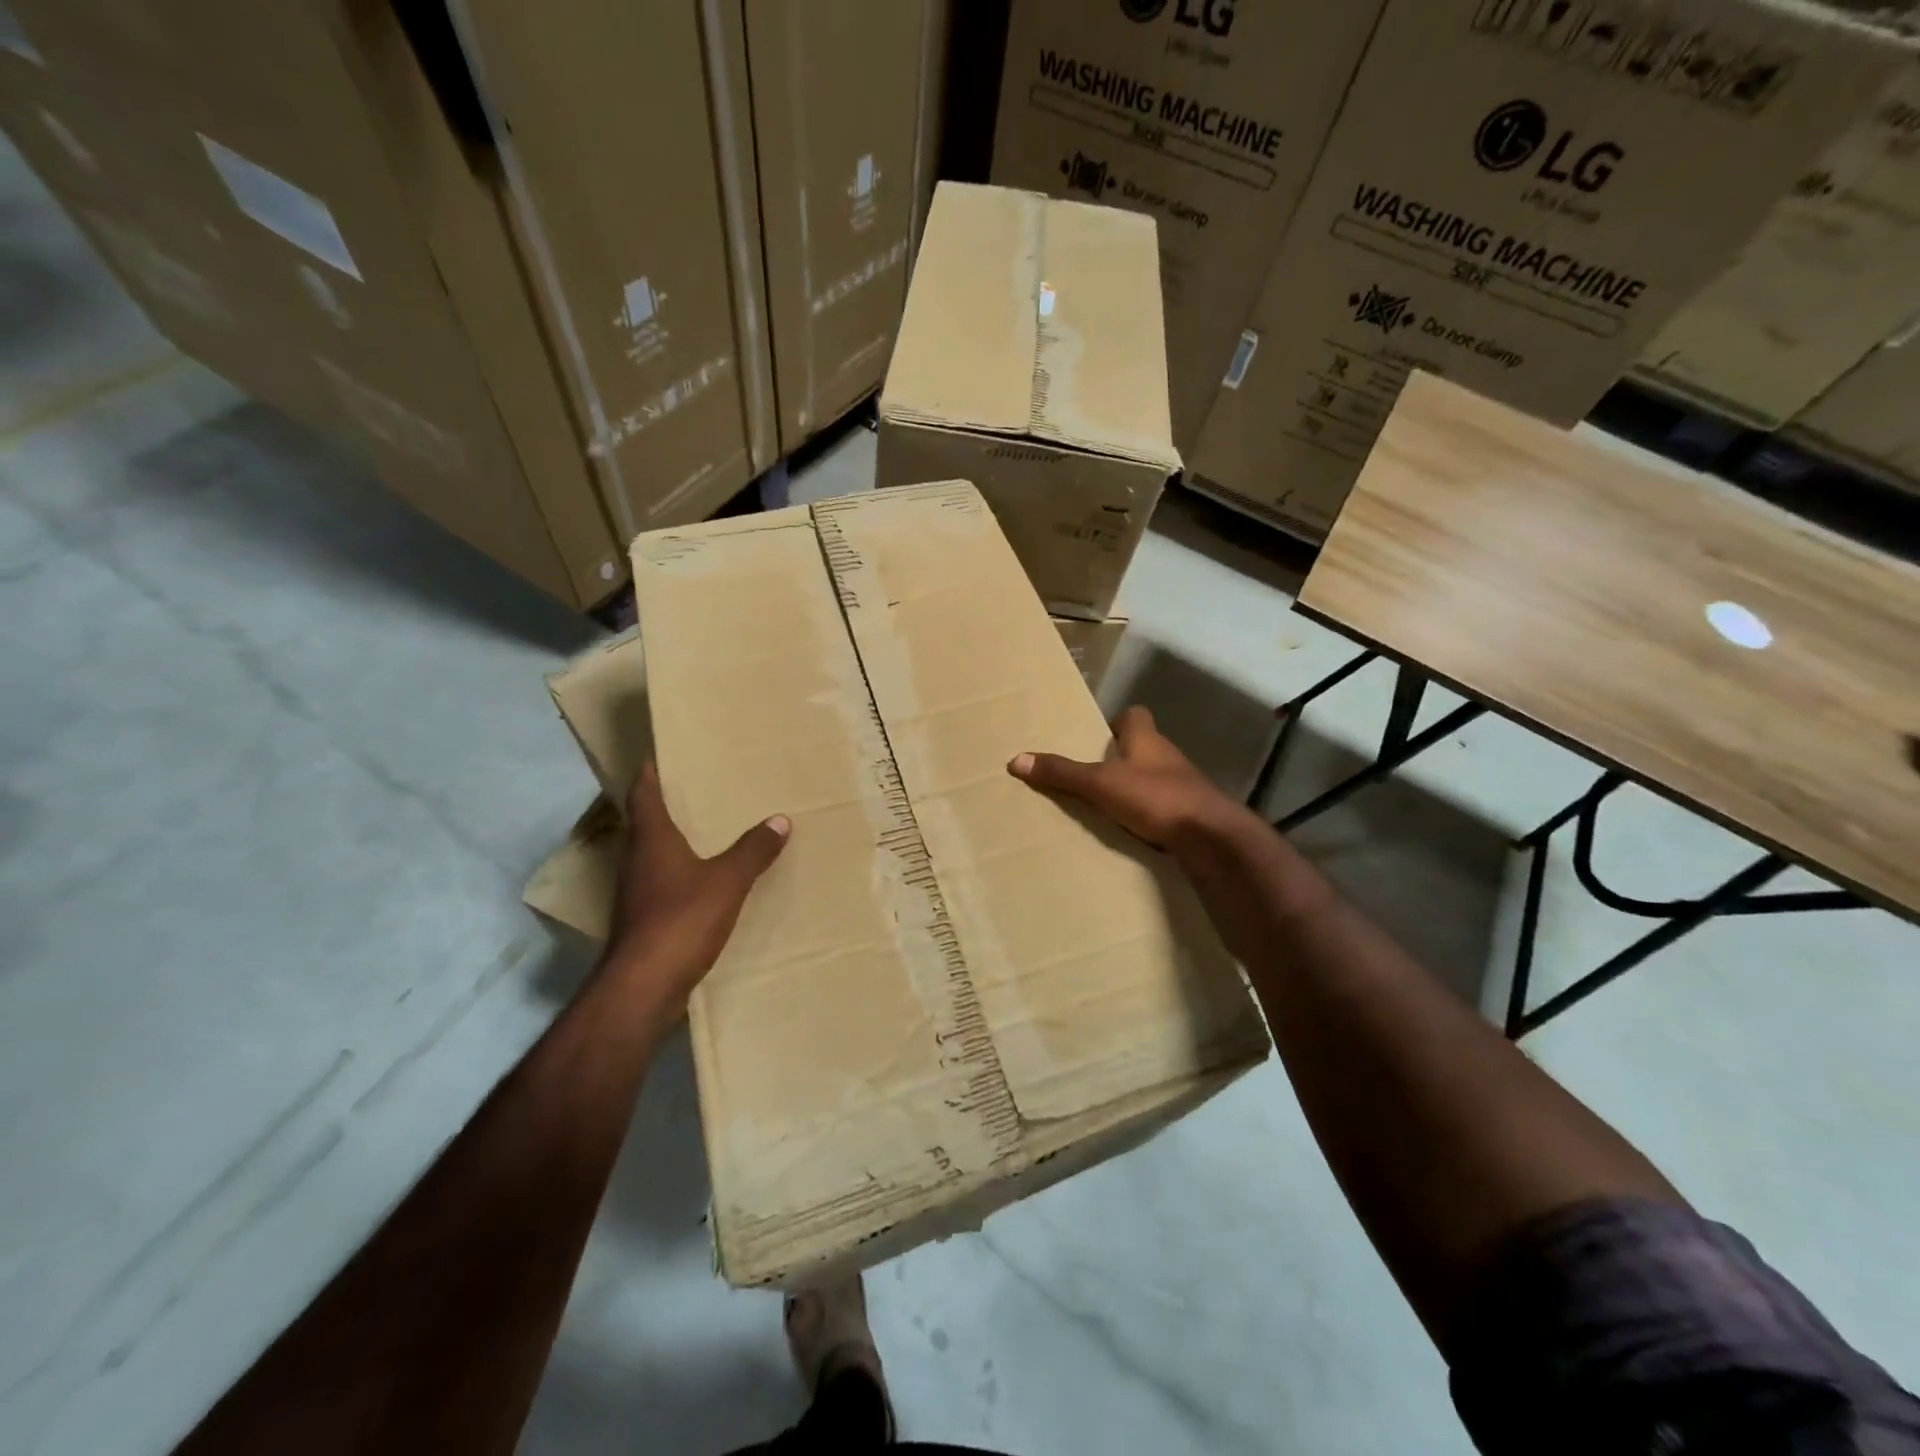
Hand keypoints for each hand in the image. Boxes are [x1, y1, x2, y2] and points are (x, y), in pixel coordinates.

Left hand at [604, 763, 790, 1006]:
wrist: (644, 986)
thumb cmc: (681, 919)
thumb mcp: (727, 881)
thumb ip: (753, 851)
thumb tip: (780, 820)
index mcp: (651, 841)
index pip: (643, 796)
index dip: (648, 776)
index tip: (655, 758)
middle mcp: (637, 861)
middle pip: (646, 825)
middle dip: (665, 806)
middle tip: (693, 790)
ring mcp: (637, 894)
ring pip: (653, 856)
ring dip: (672, 842)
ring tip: (704, 831)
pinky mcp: (644, 921)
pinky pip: (662, 884)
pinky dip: (680, 874)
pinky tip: (703, 881)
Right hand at [1008, 706, 1246, 849]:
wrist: (1211, 837)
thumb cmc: (1156, 797)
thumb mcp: (1100, 784)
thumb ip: (1062, 773)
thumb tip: (1016, 759)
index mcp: (1147, 739)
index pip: (1134, 716)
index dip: (1116, 721)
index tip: (1095, 736)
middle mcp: (1167, 757)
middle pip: (1142, 748)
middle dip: (1119, 758)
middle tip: (1088, 773)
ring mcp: (1183, 787)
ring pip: (1152, 779)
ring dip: (1132, 789)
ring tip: (1101, 805)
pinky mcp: (1190, 815)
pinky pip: (1162, 809)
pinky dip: (1146, 815)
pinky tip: (1128, 831)